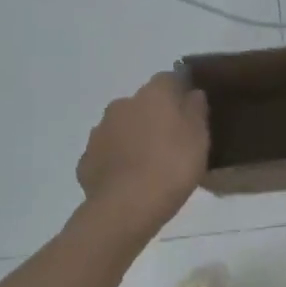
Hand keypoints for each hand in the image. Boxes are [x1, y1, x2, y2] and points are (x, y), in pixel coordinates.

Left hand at [76, 72, 208, 230]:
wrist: (125, 208)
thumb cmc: (172, 167)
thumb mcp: (199, 138)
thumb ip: (196, 110)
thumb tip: (192, 93)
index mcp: (153, 94)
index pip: (169, 78)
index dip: (180, 92)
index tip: (190, 110)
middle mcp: (122, 104)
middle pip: (143, 103)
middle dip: (154, 116)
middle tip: (171, 142)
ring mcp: (100, 131)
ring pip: (122, 126)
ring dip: (133, 137)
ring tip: (149, 164)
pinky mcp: (86, 159)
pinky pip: (107, 153)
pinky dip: (117, 160)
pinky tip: (129, 181)